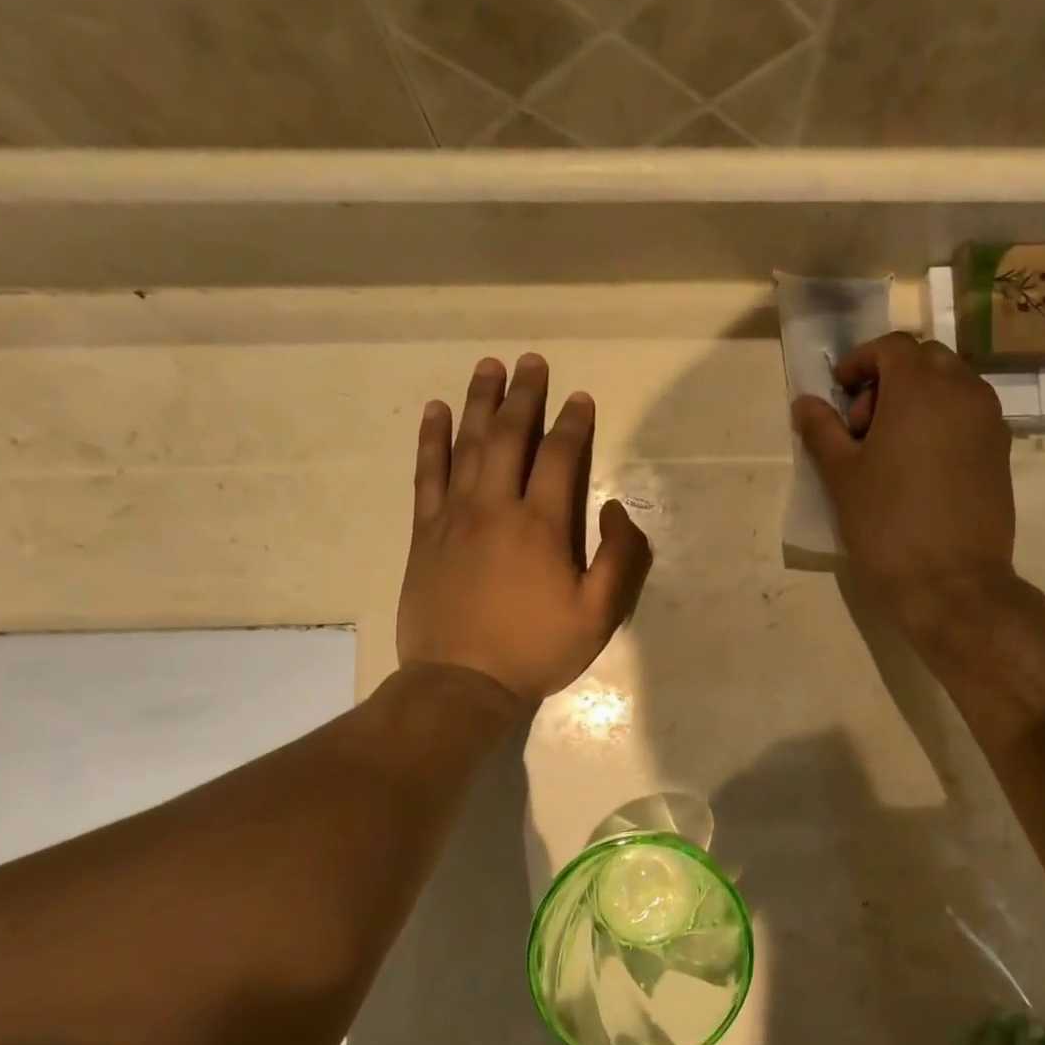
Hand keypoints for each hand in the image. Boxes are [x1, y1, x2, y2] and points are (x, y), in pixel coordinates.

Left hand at [397, 354, 651, 702]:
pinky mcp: (426, 532)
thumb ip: (618, 559)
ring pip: (468, 445)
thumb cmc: (535, 649)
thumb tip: (613, 509)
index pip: (559, 458)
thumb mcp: (598, 615)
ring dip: (480, 402)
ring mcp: (455, 517)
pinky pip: (428, 474)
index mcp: (540, 525)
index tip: (580, 397)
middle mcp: (496, 507)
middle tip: (530, 361)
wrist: (461, 683)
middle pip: (510, 437)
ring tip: (488, 367)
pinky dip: (432, 440)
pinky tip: (436, 412)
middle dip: (524, 395)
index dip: (573, 424)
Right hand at [792, 332, 1016, 619]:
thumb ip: (821, 430)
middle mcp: (962, 392)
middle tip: (863, 424)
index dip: (861, 360)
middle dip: (890, 377)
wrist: (951, 579)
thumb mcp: (841, 475)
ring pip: (952, 383)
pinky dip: (942, 418)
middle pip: (926, 358)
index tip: (840, 391)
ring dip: (919, 396)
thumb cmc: (887, 522)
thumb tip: (806, 402)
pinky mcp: (1001, 450)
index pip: (893, 346)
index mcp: (919, 389)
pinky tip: (920, 464)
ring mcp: (989, 421)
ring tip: (891, 445)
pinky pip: (969, 413)